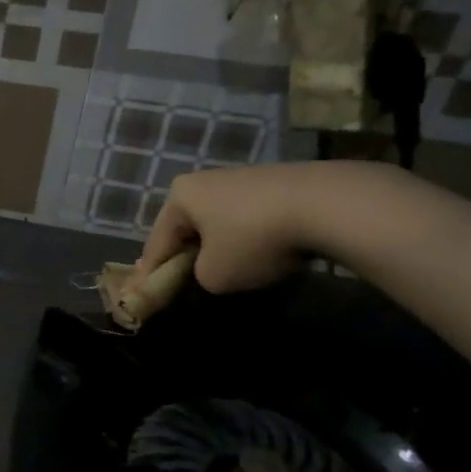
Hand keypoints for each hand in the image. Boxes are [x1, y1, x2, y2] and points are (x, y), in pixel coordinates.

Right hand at [136, 160, 406, 292]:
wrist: (327, 205)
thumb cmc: (253, 240)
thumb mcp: (214, 275)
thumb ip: (198, 276)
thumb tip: (209, 270)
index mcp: (180, 196)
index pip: (157, 242)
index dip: (149, 273)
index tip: (142, 294)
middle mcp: (206, 179)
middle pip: (188, 226)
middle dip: (186, 253)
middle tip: (183, 279)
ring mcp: (244, 177)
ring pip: (220, 221)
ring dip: (220, 244)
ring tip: (229, 269)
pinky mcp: (279, 182)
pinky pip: (251, 217)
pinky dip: (251, 236)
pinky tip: (264, 253)